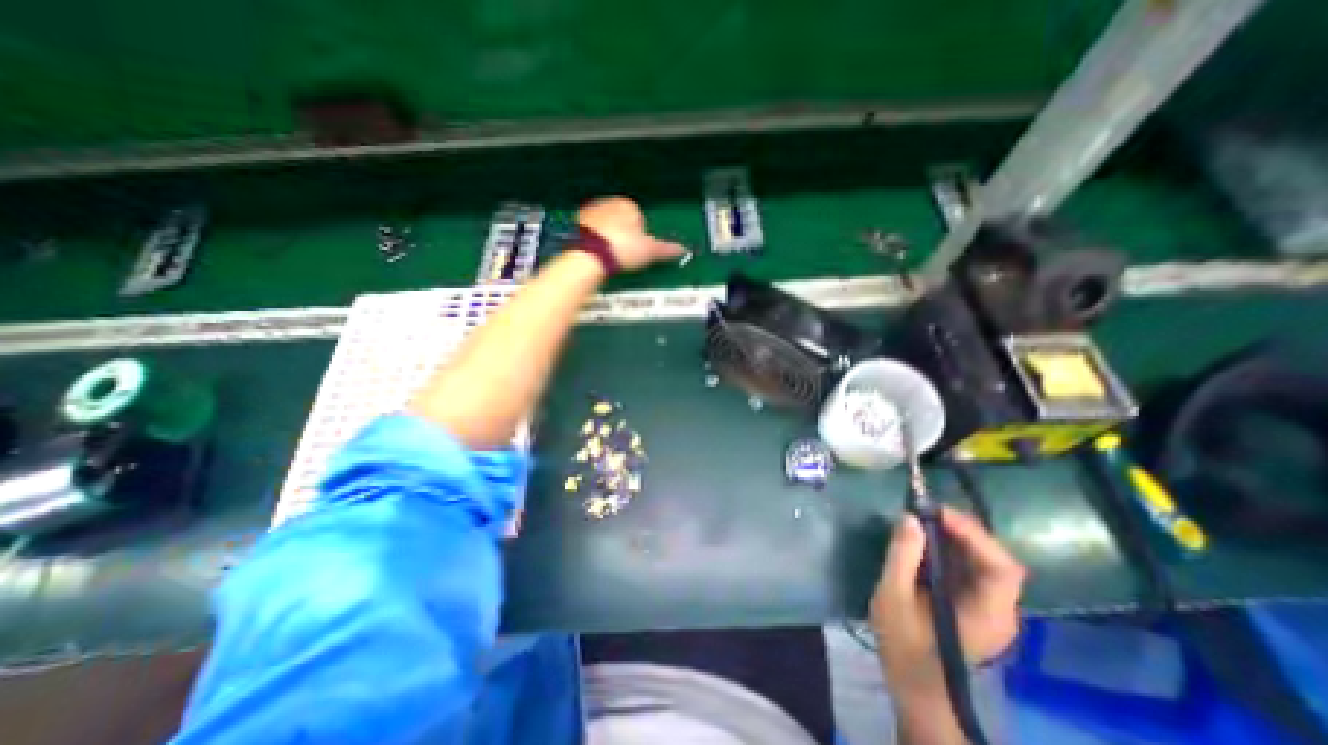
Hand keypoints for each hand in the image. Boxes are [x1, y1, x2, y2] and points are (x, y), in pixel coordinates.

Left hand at [581, 194, 688, 271]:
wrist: (590, 255)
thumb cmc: (623, 248)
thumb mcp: (649, 250)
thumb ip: (666, 249)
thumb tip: (684, 249)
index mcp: (627, 205)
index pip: (638, 216)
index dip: (640, 234)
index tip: (637, 249)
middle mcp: (607, 202)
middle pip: (619, 218)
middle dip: (622, 233)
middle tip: (624, 253)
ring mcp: (589, 212)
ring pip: (603, 224)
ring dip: (607, 236)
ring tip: (610, 255)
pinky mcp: (575, 224)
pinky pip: (589, 231)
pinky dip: (593, 240)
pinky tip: (596, 253)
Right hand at [873, 506, 1025, 692]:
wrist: (914, 686)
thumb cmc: (903, 644)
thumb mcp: (893, 597)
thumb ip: (902, 556)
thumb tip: (910, 517)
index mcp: (989, 614)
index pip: (1001, 567)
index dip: (973, 534)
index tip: (936, 513)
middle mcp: (1000, 609)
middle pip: (994, 558)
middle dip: (961, 530)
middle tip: (923, 511)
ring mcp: (990, 607)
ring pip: (982, 560)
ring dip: (954, 536)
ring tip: (921, 519)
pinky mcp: (975, 604)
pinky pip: (970, 568)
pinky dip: (950, 548)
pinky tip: (925, 540)